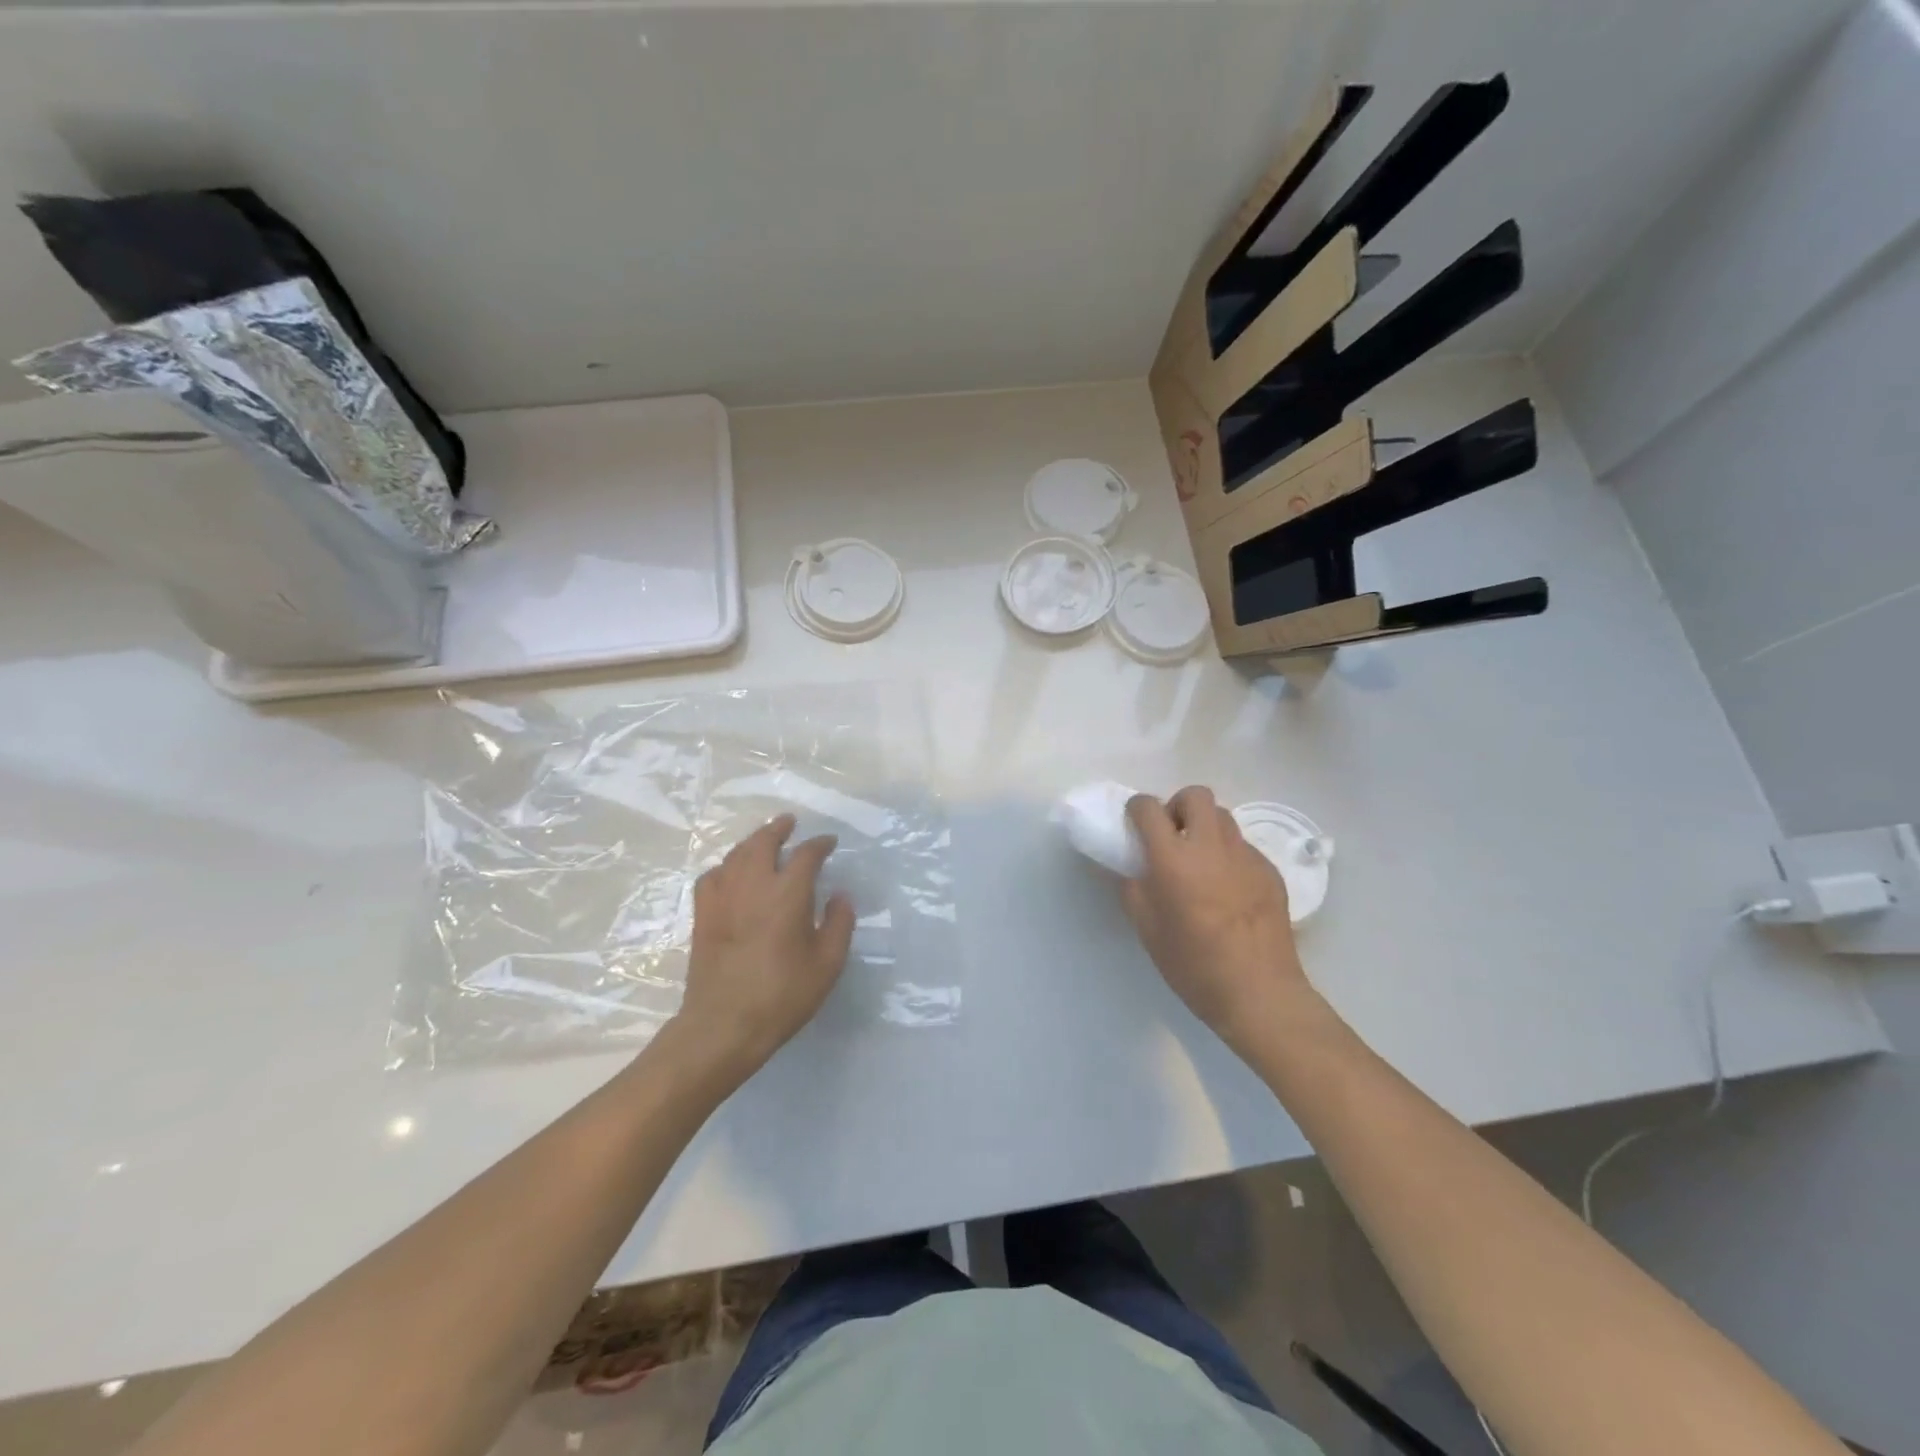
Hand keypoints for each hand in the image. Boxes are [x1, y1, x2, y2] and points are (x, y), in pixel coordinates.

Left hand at [673, 814, 855, 1078]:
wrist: (724, 1025)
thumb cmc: (783, 995)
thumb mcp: (827, 964)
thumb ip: (839, 924)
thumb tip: (840, 896)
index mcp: (788, 893)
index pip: (806, 855)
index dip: (820, 844)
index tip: (829, 843)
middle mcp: (753, 884)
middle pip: (763, 841)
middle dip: (778, 828)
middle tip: (789, 822)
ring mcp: (722, 897)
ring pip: (736, 854)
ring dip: (752, 842)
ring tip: (763, 840)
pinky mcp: (702, 915)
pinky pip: (712, 876)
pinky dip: (726, 867)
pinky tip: (731, 874)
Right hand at [1122, 787, 1314, 1056]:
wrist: (1259, 992)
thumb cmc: (1193, 965)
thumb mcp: (1147, 929)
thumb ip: (1132, 888)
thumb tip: (1128, 865)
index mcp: (1173, 859)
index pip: (1149, 809)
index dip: (1137, 809)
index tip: (1134, 824)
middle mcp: (1210, 846)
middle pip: (1195, 796)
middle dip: (1177, 806)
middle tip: (1171, 837)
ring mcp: (1245, 856)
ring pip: (1223, 817)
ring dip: (1204, 827)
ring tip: (1199, 860)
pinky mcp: (1269, 870)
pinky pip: (1243, 846)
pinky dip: (1228, 854)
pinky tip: (1226, 888)